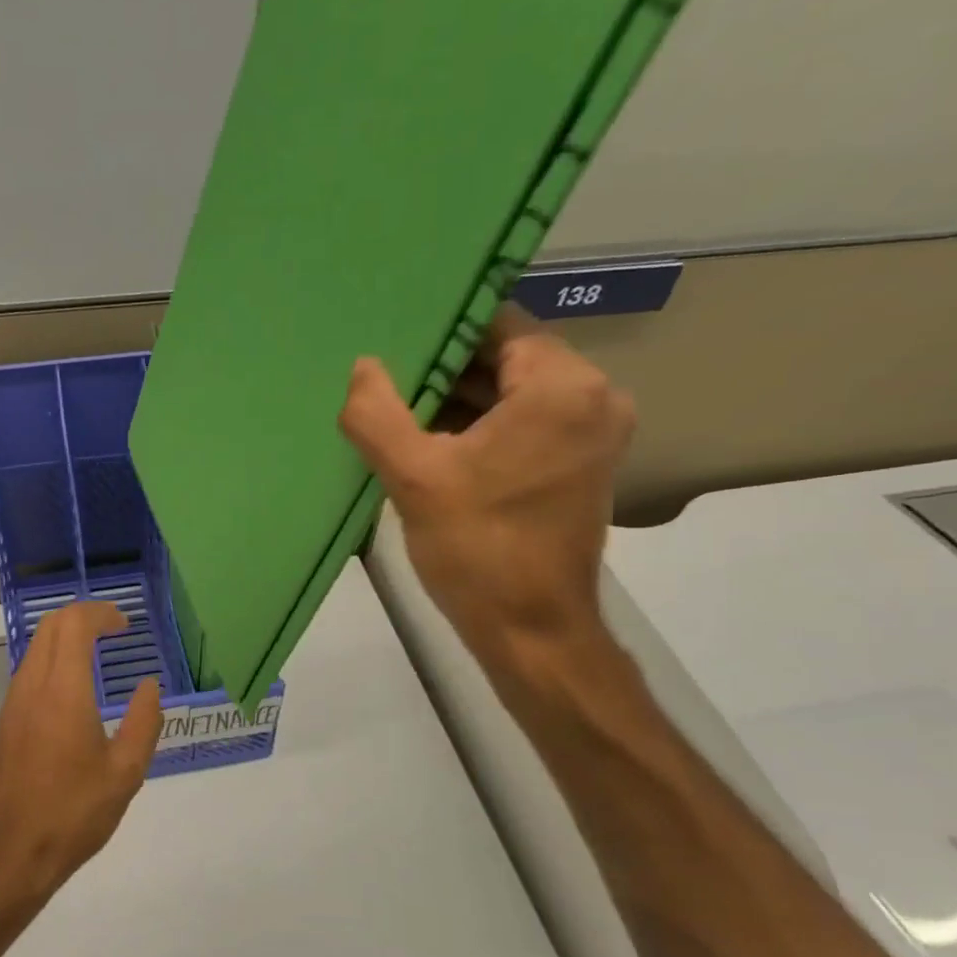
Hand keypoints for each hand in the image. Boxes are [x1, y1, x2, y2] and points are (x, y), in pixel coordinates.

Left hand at [0, 601, 164, 900]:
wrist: (12, 854)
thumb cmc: (75, 813)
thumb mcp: (126, 772)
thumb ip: (144, 722)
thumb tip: (150, 687)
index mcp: (63, 692)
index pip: (74, 624)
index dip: (101, 613)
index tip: (126, 625)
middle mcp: (32, 687)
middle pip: (50, 626)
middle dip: (83, 616)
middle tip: (114, 630)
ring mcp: (13, 705)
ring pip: (36, 647)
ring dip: (65, 637)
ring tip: (97, 654)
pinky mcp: (6, 723)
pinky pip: (28, 672)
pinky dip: (53, 660)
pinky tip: (74, 689)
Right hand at [338, 308, 634, 675]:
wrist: (531, 631)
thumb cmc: (477, 549)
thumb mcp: (414, 478)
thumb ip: (378, 414)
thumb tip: (362, 367)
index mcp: (563, 387)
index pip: (498, 324)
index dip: (442, 329)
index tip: (392, 338)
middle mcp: (594, 397)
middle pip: (507, 357)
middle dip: (445, 368)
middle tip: (385, 374)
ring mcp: (591, 433)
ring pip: (513, 392)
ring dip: (459, 400)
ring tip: (397, 405)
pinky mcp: (579, 463)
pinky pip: (524, 423)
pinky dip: (481, 426)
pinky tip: (428, 439)